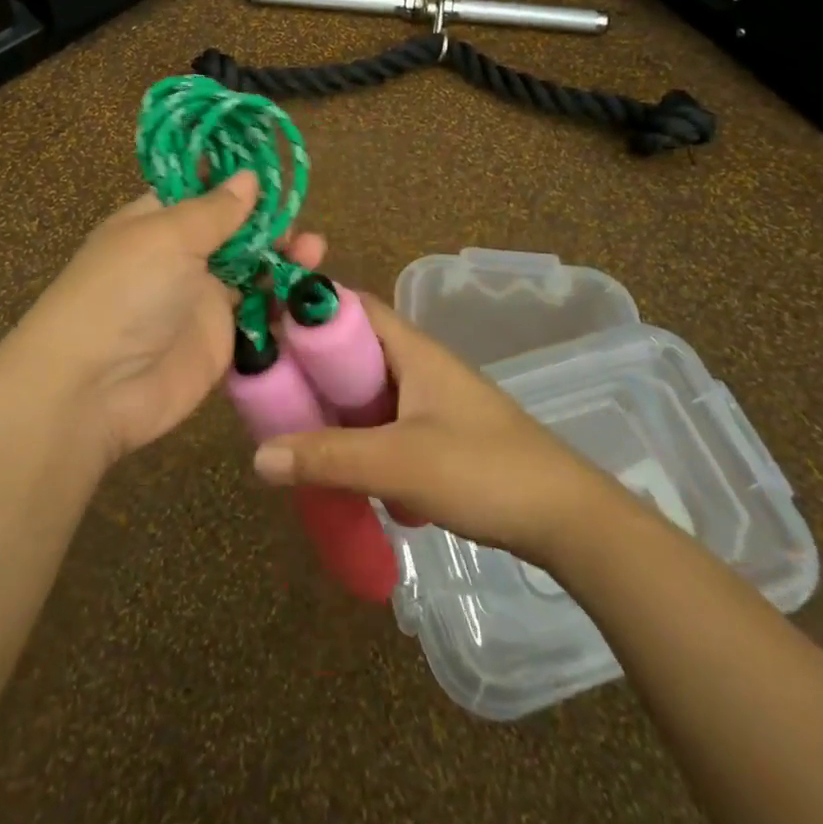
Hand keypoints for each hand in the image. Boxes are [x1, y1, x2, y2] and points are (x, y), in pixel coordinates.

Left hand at [4, 172, 324, 465]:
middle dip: (270, 224)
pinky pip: (259, 315)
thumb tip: (248, 176)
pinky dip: (285, 303)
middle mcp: (180, 257)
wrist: (95, 388)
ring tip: (314, 251)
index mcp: (157, 222)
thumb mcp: (167, 236)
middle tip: (299, 226)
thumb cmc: (125, 291)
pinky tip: (311, 293)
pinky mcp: (221, 341)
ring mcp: (201, 300)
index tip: (277, 171)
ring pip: (252, 271)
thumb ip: (214, 209)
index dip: (236, 181)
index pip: (201, 191)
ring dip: (284, 259)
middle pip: (235, 232)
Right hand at [250, 295, 605, 566]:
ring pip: (366, 389)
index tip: (265, 328)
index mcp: (412, 348)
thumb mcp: (398, 463)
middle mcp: (418, 364)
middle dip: (310, 366)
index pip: (352, 306)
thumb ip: (328, 457)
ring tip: (287, 426)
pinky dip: (354, 431)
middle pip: (353, 349)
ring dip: (331, 404)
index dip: (309, 310)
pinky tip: (334, 460)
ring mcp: (430, 399)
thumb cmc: (483, 469)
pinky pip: (382, 419)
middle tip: (266, 389)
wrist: (565, 516)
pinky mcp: (438, 433)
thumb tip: (257, 456)